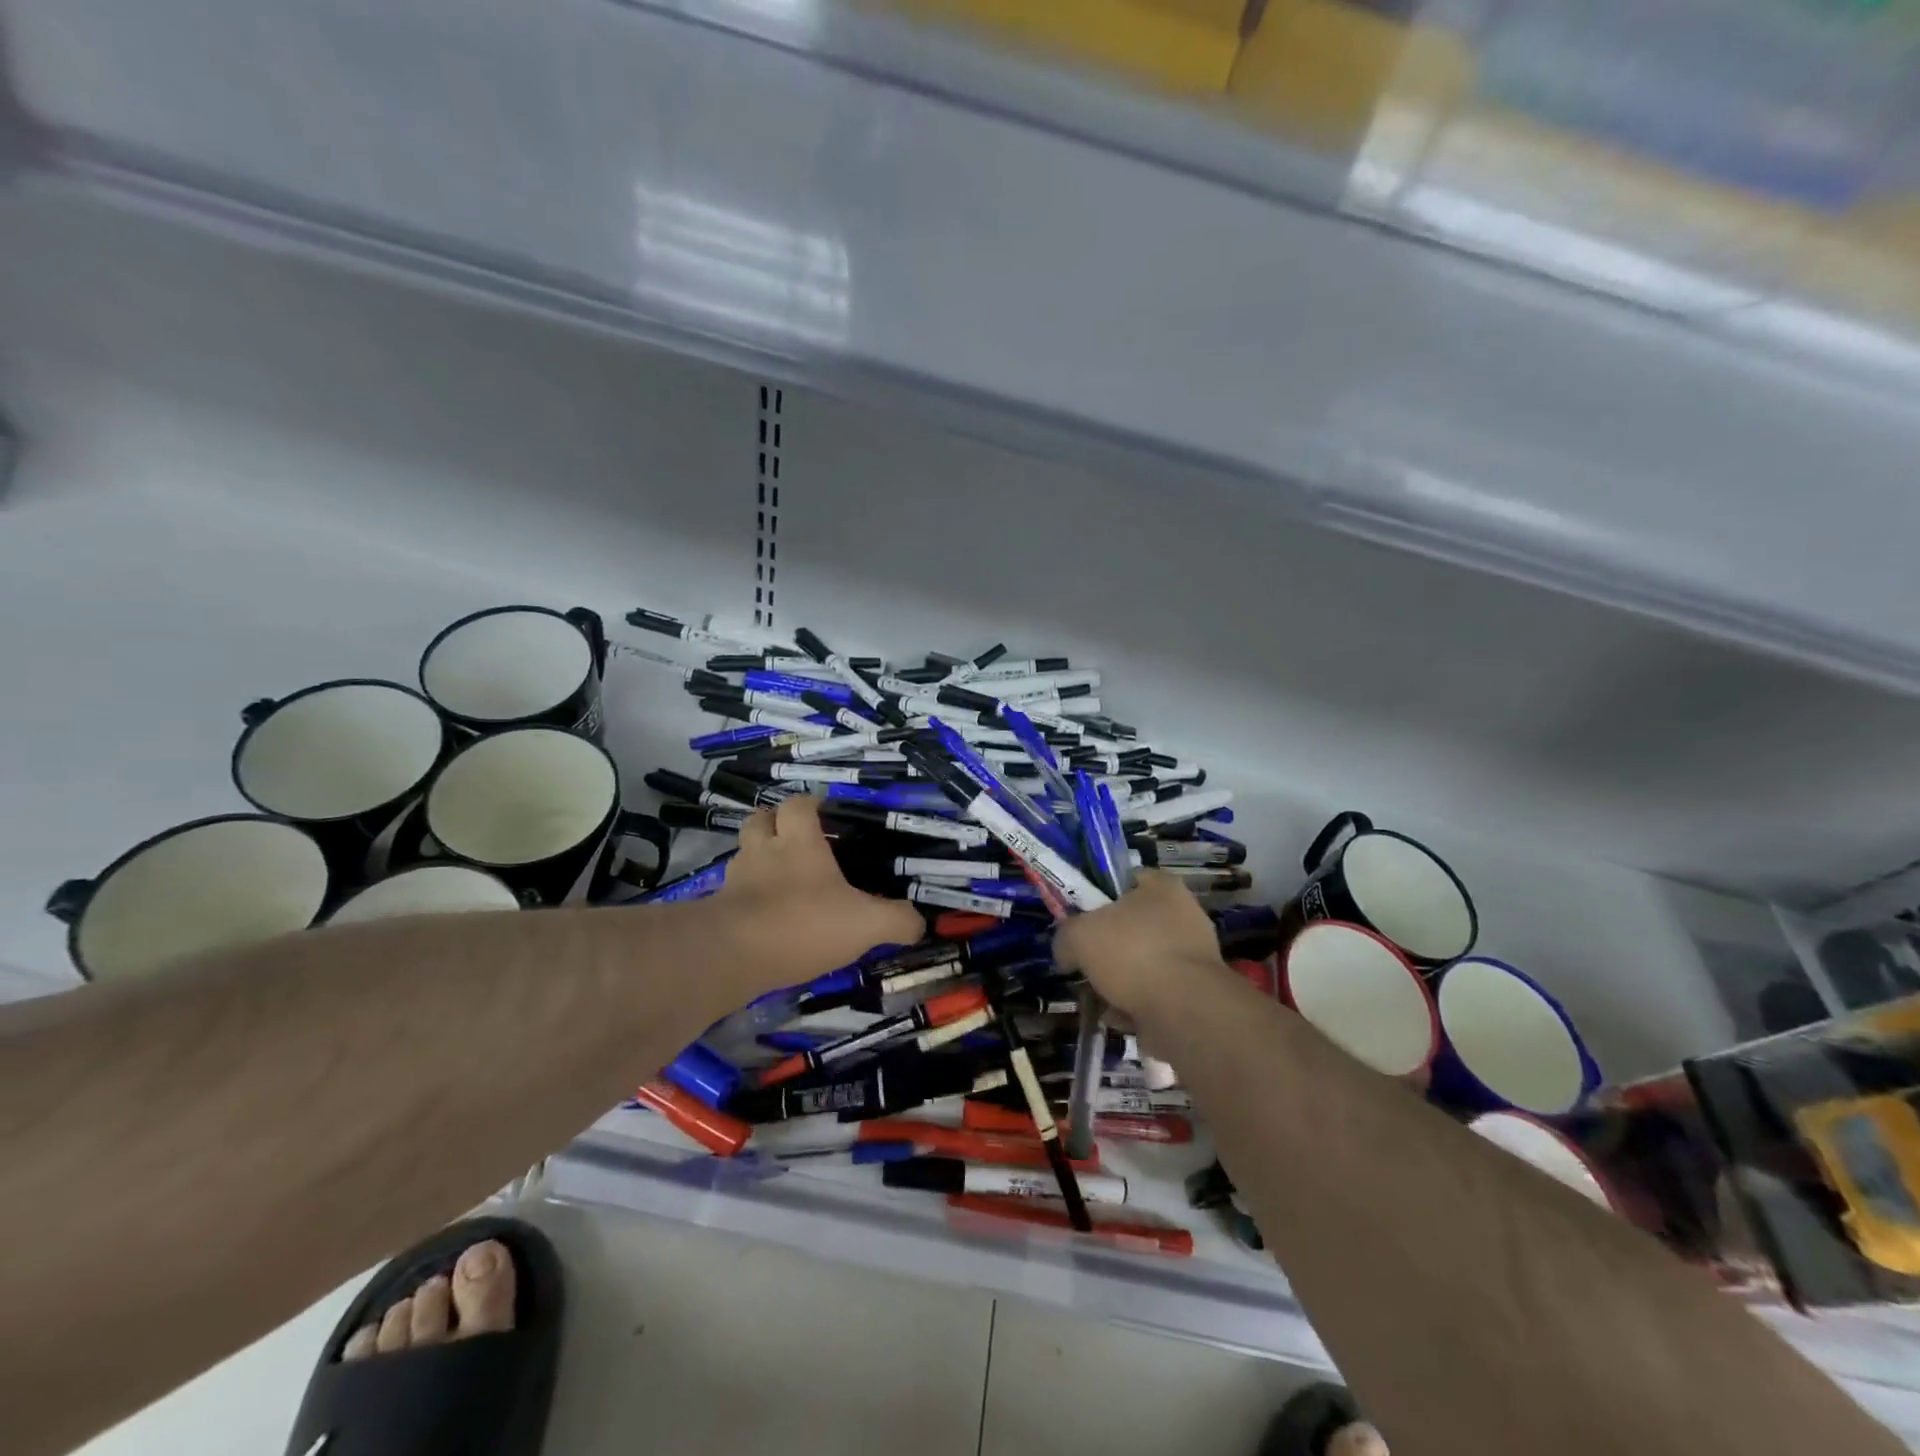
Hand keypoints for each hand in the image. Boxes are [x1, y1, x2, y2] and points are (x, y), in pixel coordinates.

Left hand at [711, 797, 923, 989]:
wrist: (733, 956)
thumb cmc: (803, 923)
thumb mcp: (866, 924)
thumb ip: (897, 921)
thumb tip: (920, 923)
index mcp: (799, 842)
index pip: (798, 805)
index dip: (809, 804)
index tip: (824, 811)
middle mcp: (763, 852)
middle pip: (760, 820)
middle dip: (774, 822)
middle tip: (794, 838)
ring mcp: (736, 880)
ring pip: (743, 854)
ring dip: (758, 858)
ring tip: (778, 876)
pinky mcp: (718, 911)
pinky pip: (733, 892)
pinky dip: (746, 896)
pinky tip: (763, 913)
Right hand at [1053, 871, 1226, 1019]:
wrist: (1184, 1011)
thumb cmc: (1132, 954)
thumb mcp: (1078, 935)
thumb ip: (1065, 937)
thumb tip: (1067, 953)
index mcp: (1163, 887)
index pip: (1125, 880)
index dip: (1098, 897)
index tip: (1080, 920)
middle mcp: (1184, 915)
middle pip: (1132, 926)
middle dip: (1107, 948)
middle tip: (1085, 963)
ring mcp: (1193, 956)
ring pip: (1142, 963)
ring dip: (1119, 981)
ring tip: (1098, 997)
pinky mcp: (1196, 993)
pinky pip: (1155, 993)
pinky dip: (1135, 1005)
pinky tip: (1118, 1016)